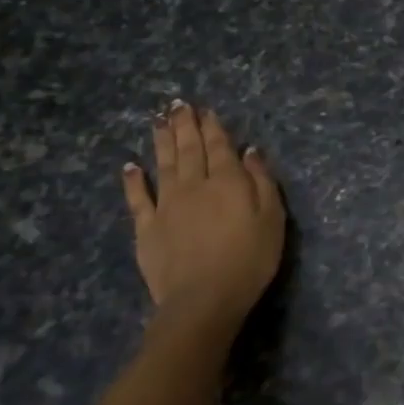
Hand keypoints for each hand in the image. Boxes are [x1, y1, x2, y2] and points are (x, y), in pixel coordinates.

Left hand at [121, 101, 284, 333]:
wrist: (203, 300)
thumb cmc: (249, 259)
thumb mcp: (272, 218)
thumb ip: (262, 181)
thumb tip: (249, 151)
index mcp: (228, 181)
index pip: (220, 146)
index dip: (213, 127)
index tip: (206, 110)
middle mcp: (195, 185)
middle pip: (190, 149)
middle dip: (185, 125)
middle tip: (178, 104)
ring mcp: (167, 205)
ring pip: (164, 165)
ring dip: (162, 141)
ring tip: (158, 121)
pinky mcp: (147, 228)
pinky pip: (138, 199)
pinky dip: (133, 180)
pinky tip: (130, 166)